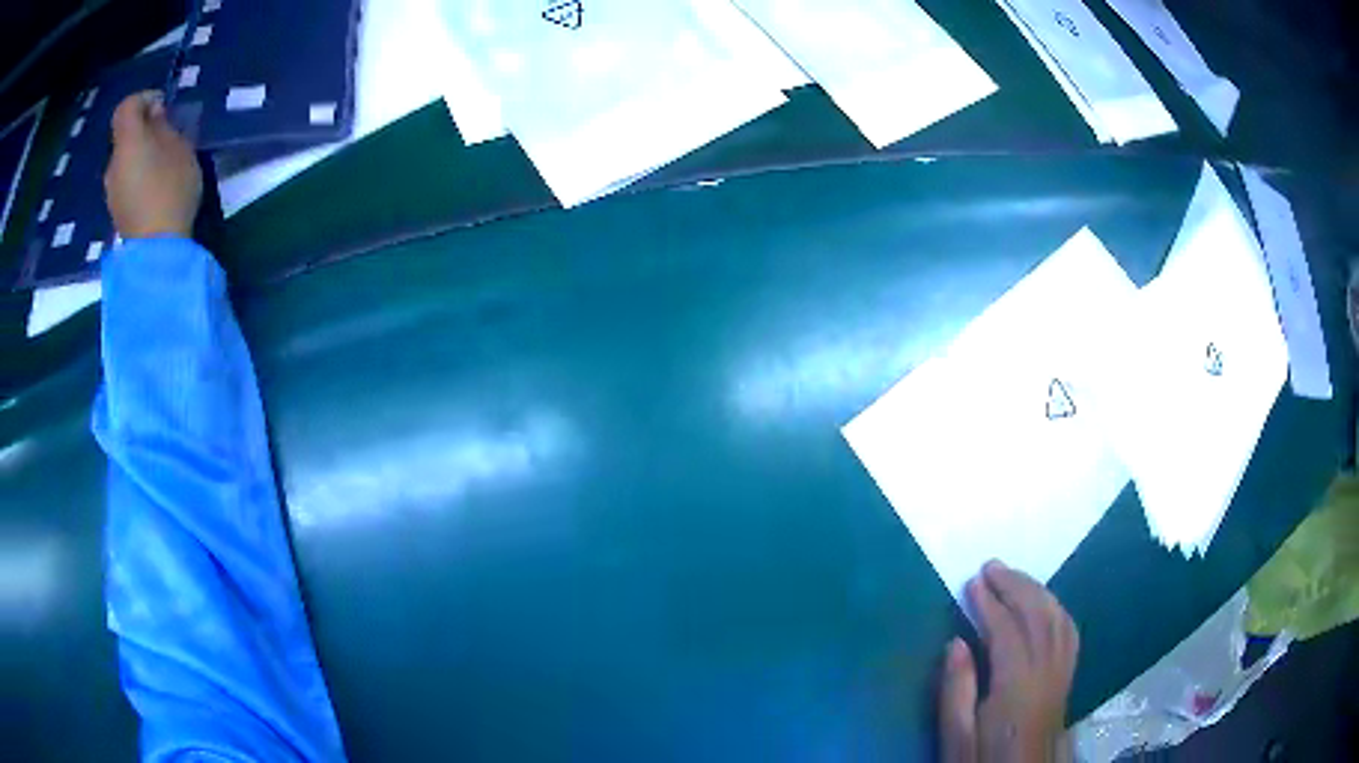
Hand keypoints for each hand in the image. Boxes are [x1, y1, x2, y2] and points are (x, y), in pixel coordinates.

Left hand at [104, 91, 201, 238]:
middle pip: (125, 137)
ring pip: (125, 162)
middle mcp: (113, 164)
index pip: (126, 107)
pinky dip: (138, 179)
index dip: (143, 99)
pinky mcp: (116, 213)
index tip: (161, 105)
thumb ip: (163, 127)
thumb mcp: (180, 148)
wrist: (157, 253)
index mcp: (127, 142)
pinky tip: (154, 191)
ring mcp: (111, 192)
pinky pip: (125, 184)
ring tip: (163, 167)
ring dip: (141, 157)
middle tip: (166, 138)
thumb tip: (153, 116)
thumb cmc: (171, 190)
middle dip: (143, 132)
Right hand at [939, 561, 1078, 762]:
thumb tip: (956, 642)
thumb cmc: (983, 761)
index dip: (990, 603)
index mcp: (1016, 688)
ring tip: (1013, 576)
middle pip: (1038, 617)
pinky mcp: (1066, 679)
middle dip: (1016, 586)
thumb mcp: (957, 740)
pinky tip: (1044, 604)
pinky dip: (1056, 609)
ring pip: (1057, 619)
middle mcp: (1046, 673)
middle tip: (991, 567)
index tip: (971, 582)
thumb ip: (956, 693)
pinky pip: (1069, 633)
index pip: (1008, 632)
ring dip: (1036, 591)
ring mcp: (1061, 675)